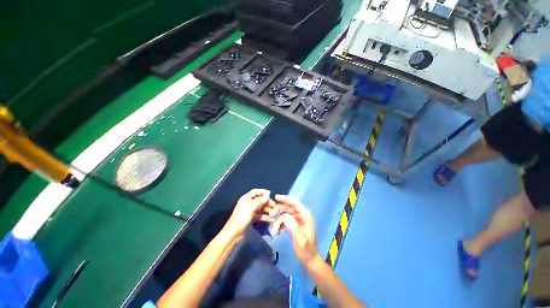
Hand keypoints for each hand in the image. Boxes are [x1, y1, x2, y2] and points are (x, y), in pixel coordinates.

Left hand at [224, 189, 275, 237]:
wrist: (234, 234)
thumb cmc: (241, 218)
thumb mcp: (251, 208)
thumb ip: (260, 200)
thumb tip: (268, 194)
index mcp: (246, 198)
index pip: (255, 191)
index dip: (262, 192)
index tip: (270, 194)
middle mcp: (248, 203)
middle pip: (259, 200)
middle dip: (267, 202)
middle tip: (274, 206)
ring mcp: (250, 211)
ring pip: (261, 208)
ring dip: (267, 210)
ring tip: (275, 213)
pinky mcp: (252, 219)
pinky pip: (260, 215)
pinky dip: (265, 217)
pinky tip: (272, 219)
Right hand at [271, 195, 319, 264]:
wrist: (309, 259)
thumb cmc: (306, 250)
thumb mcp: (300, 239)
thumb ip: (293, 227)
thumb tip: (284, 216)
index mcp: (305, 215)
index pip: (295, 203)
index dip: (286, 198)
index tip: (276, 197)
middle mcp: (302, 215)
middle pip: (288, 207)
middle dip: (279, 211)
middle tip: (271, 216)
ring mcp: (298, 220)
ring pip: (285, 214)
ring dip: (278, 220)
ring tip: (274, 230)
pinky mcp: (294, 224)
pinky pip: (285, 220)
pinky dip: (280, 224)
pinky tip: (277, 232)